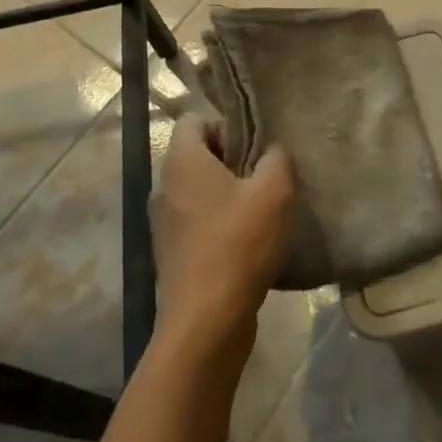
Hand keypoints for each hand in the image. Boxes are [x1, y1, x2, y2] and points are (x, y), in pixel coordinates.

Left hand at [152, 115, 294, 358]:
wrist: (206, 322)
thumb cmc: (238, 243)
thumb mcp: (274, 191)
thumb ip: (277, 158)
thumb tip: (273, 152)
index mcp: (182, 161)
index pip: (194, 119)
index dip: (227, 125)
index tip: (255, 148)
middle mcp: (165, 186)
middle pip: (199, 156)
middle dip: (233, 161)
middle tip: (266, 177)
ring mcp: (164, 224)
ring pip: (200, 192)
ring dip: (229, 195)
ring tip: (262, 211)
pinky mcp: (173, 255)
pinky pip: (198, 223)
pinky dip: (221, 225)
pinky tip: (250, 243)